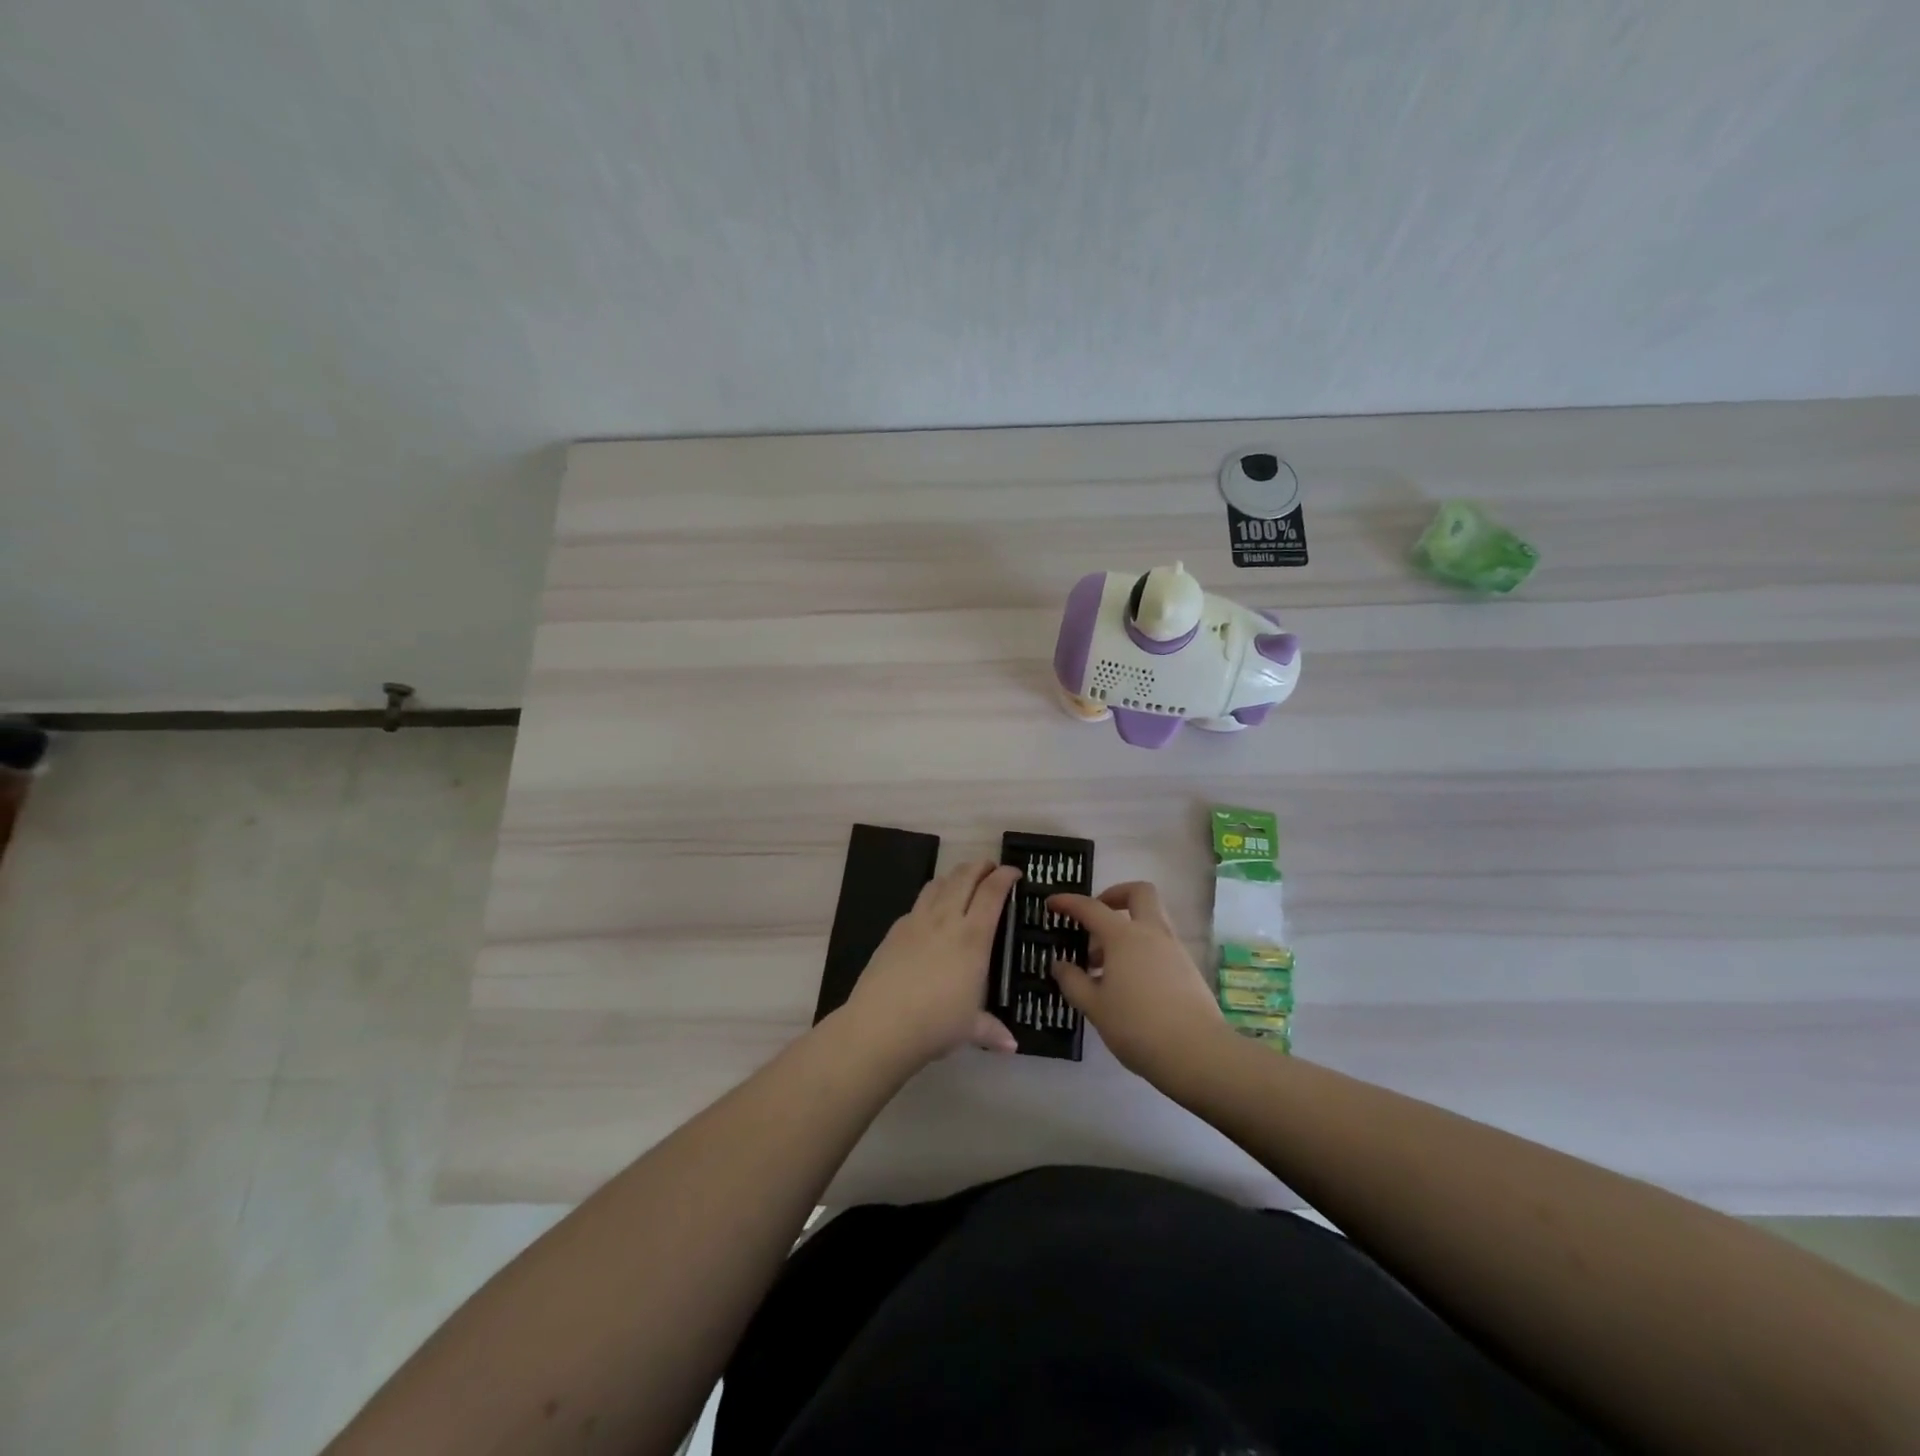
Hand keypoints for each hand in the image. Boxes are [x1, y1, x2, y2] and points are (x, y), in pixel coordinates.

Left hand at [841, 860, 1021, 1067]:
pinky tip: (931, 912)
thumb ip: (992, 1030)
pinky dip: (930, 897)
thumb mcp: (971, 1029)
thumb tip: (1011, 1045)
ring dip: (954, 876)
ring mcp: (917, 921)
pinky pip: (917, 903)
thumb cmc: (936, 1024)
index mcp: (973, 937)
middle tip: (990, 867)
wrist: (881, 1024)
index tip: (1014, 872)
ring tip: (962, 880)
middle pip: (964, 877)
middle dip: (980, 866)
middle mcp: (946, 920)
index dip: (1005, 876)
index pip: (992, 893)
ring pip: (938, 883)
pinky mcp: (895, 930)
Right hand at [1048, 881, 1226, 1081]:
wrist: (1197, 1053)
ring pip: (1151, 918)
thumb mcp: (1094, 1007)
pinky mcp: (1188, 968)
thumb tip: (1059, 964)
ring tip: (1105, 962)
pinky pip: (1160, 943)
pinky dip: (1141, 949)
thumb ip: (1073, 982)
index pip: (1091, 908)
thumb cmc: (1137, 1027)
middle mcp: (1152, 933)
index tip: (1051, 903)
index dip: (1068, 902)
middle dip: (1114, 895)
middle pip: (1139, 892)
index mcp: (1124, 937)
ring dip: (1127, 926)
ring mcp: (1174, 949)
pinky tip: (1128, 981)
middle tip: (1095, 917)